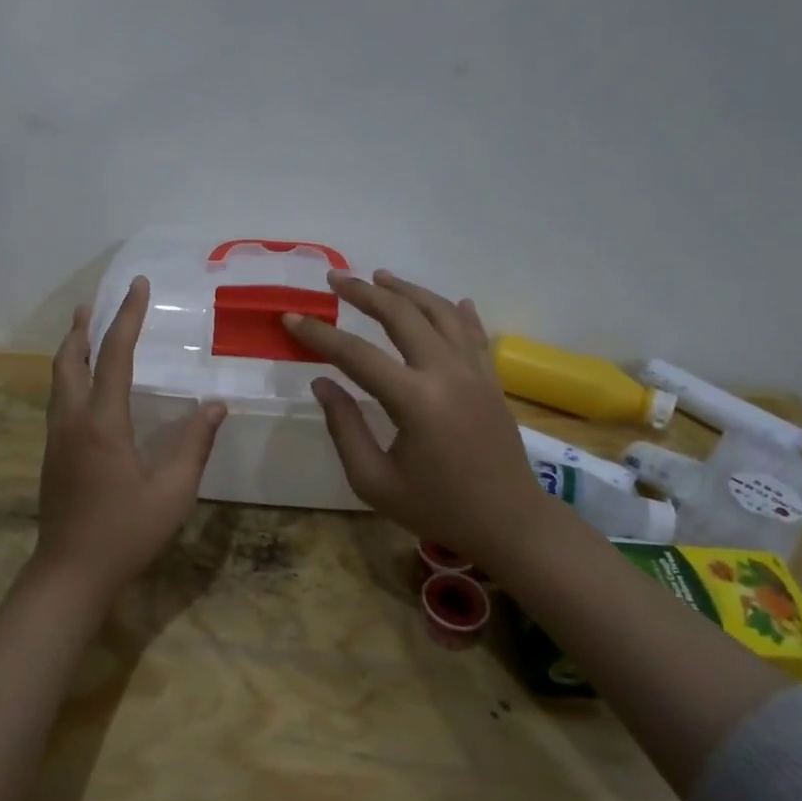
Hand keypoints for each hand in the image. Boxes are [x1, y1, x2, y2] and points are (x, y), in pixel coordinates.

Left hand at [36, 276, 226, 596]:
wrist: (70, 572)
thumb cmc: (126, 532)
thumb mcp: (173, 491)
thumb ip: (195, 444)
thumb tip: (215, 405)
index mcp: (103, 422)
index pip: (115, 355)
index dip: (126, 317)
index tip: (137, 286)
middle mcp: (73, 420)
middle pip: (70, 359)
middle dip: (83, 327)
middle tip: (96, 303)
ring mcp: (57, 437)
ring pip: (59, 378)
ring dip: (72, 349)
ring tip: (84, 330)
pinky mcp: (52, 453)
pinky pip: (59, 398)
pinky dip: (70, 375)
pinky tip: (84, 384)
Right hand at [282, 270, 561, 570]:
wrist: (510, 523)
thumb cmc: (437, 508)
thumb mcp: (374, 481)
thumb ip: (345, 427)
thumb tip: (322, 383)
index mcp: (414, 400)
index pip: (356, 355)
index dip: (319, 335)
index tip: (291, 317)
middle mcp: (446, 373)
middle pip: (401, 316)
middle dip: (364, 292)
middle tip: (335, 278)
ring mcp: (474, 372)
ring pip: (440, 313)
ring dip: (408, 291)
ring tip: (380, 277)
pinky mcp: (491, 379)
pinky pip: (473, 333)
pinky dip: (457, 312)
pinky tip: (450, 300)